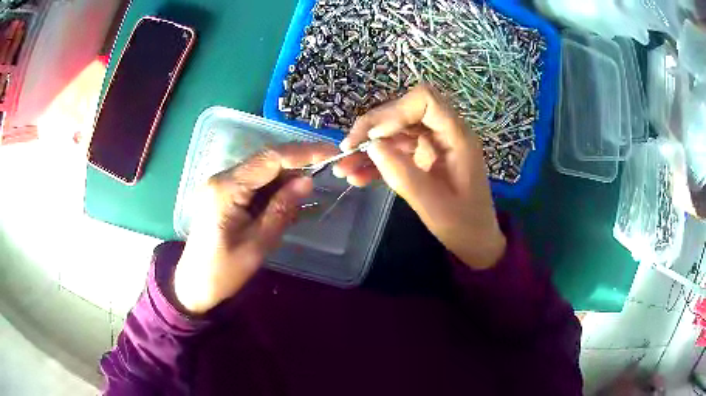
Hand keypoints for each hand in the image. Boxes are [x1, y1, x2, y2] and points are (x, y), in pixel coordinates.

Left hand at [174, 143, 338, 313]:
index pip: (270, 158)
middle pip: (267, 161)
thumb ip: (282, 209)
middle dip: (299, 163)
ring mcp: (223, 185)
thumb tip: (308, 180)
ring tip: (312, 192)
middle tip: (329, 170)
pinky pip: (256, 185)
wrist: (194, 284)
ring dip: (289, 178)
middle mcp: (223, 178)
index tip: (332, 152)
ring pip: (263, 171)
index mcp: (227, 188)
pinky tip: (293, 201)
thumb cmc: (224, 271)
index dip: (303, 152)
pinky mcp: (226, 194)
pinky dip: (277, 190)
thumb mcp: (257, 244)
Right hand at [333, 84, 505, 269]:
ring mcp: (432, 144)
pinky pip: (395, 150)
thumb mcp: (431, 204)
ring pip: (394, 131)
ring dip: (367, 147)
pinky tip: (356, 177)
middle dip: (371, 129)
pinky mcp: (422, 156)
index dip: (395, 112)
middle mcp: (444, 133)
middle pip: (403, 112)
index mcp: (456, 137)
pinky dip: (375, 161)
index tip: (374, 137)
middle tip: (346, 150)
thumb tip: (371, 145)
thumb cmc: (462, 225)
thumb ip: (401, 173)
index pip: (425, 101)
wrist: (474, 240)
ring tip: (342, 168)